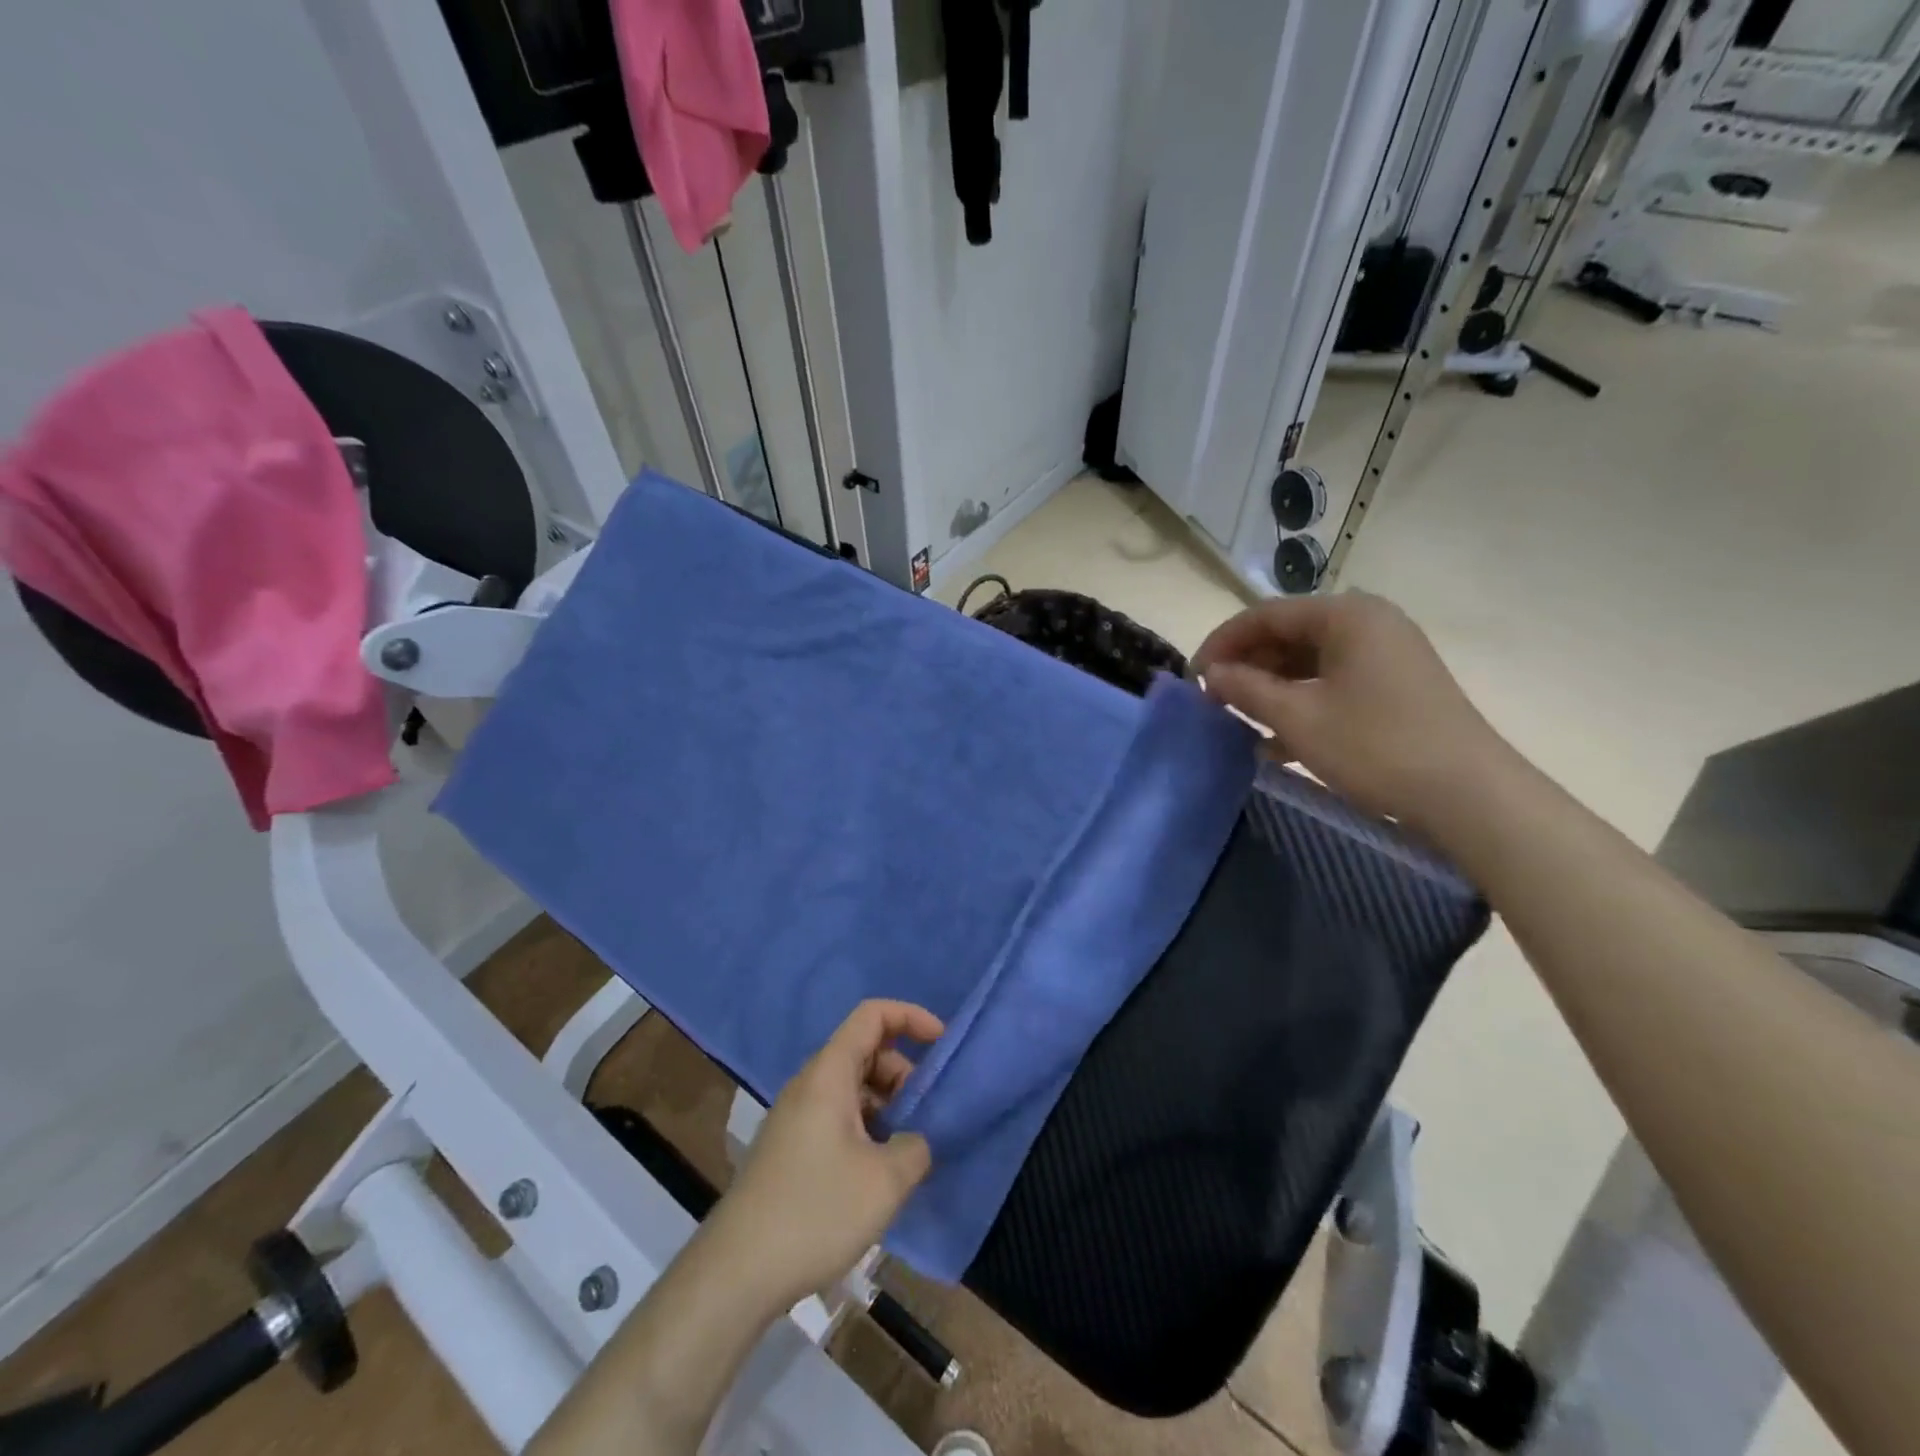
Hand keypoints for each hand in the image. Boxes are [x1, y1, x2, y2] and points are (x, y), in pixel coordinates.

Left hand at [706, 1000, 942, 1310]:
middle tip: (926, 1115)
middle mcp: (810, 1084)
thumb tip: (918, 1140)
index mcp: (829, 1073)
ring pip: (853, 1087)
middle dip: (903, 1072)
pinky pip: (839, 1116)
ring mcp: (796, 1117)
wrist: (736, 1273)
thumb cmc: (815, 1212)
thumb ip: (916, 1147)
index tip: (941, 1044)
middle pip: (865, 1050)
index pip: (872, 1015)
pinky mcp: (791, 1148)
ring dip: (887, 1105)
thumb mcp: (885, 1181)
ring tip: (908, 1150)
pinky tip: (879, 1174)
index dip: (911, 1017)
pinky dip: (867, 1128)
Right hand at [1193, 591, 1514, 833]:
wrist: (1469, 796)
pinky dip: (1300, 704)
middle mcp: (1368, 623)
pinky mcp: (1394, 687)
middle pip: (1288, 635)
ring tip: (1238, 721)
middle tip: (1213, 701)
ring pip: (1308, 663)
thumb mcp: (1298, 718)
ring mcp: (1385, 655)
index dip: (1222, 643)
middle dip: (1246, 667)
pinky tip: (1275, 742)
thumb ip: (1245, 689)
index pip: (1265, 615)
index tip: (1193, 678)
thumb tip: (1210, 675)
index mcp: (1346, 615)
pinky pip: (1332, 684)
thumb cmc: (1375, 746)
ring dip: (1269, 689)